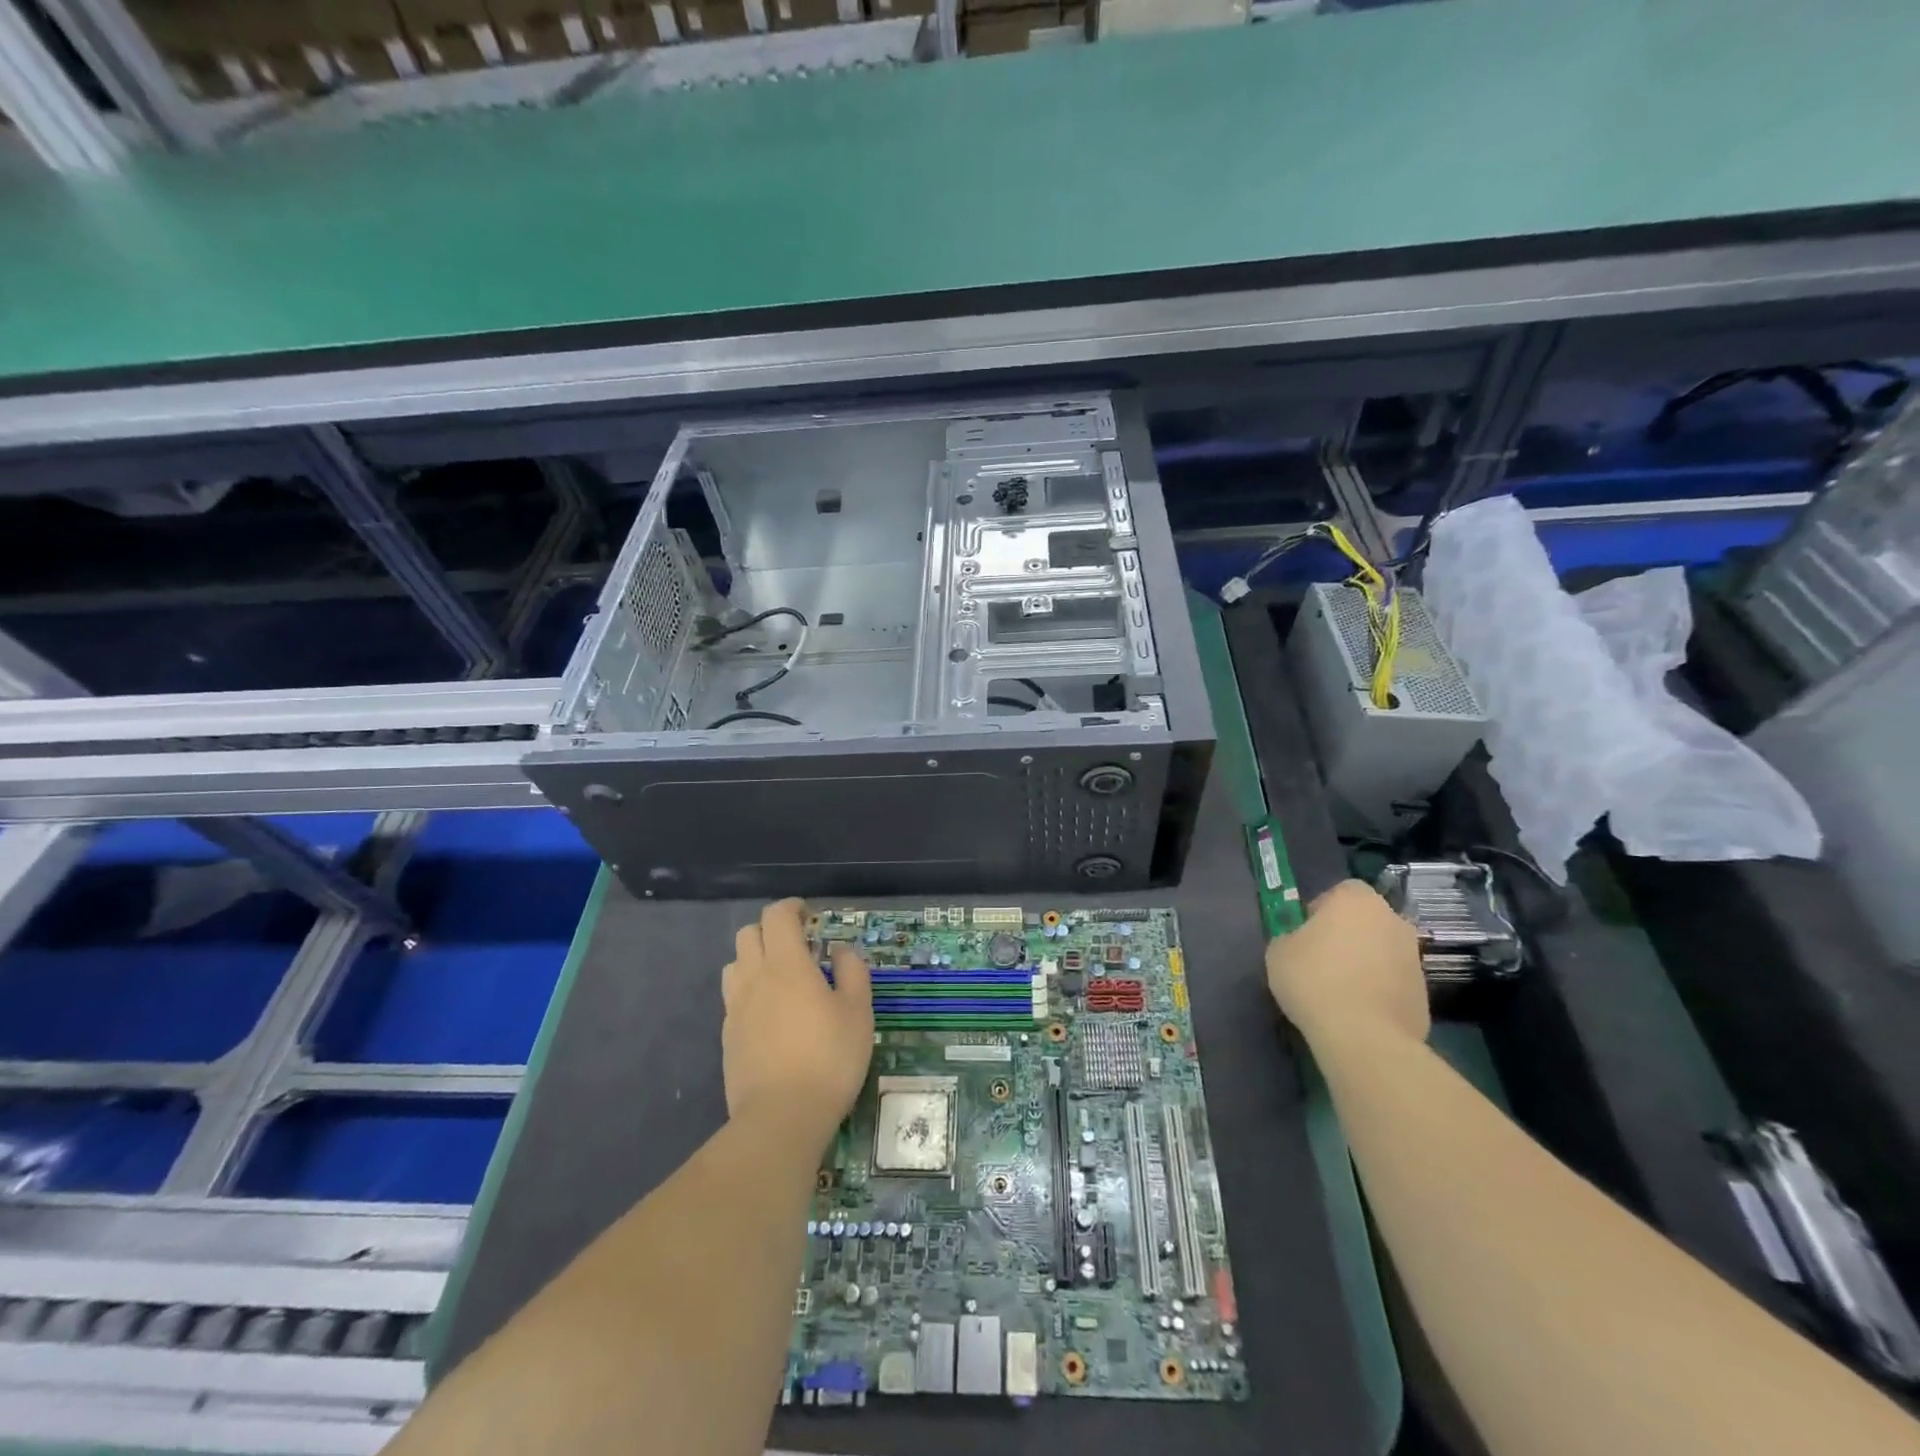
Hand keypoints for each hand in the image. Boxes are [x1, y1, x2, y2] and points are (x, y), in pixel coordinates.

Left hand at [721, 899, 872, 1140]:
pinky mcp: (727, 1037)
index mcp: (786, 964)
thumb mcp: (858, 1012)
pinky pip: (734, 998)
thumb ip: (851, 972)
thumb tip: (840, 950)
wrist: (781, 1118)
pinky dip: (750, 992)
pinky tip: (771, 1015)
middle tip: (799, 945)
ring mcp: (735, 1008)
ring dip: (755, 959)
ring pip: (735, 964)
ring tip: (781, 978)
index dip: (792, 908)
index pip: (776, 916)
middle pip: (749, 933)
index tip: (810, 916)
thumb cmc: (829, 1058)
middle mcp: (754, 977)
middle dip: (771, 930)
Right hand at [1265, 879, 1428, 1049]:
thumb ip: (1291, 937)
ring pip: (1382, 951)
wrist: (1363, 1035)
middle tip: (1322, 959)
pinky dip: (1379, 990)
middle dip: (1348, 935)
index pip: (1341, 891)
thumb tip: (1301, 943)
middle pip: (1366, 920)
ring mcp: (1413, 957)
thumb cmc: (1314, 979)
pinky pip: (1393, 982)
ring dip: (1365, 963)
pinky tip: (1358, 1011)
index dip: (1321, 909)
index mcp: (1356, 900)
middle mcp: (1392, 920)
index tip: (1305, 933)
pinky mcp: (1424, 992)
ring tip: (1340, 990)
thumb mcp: (1278, 951)